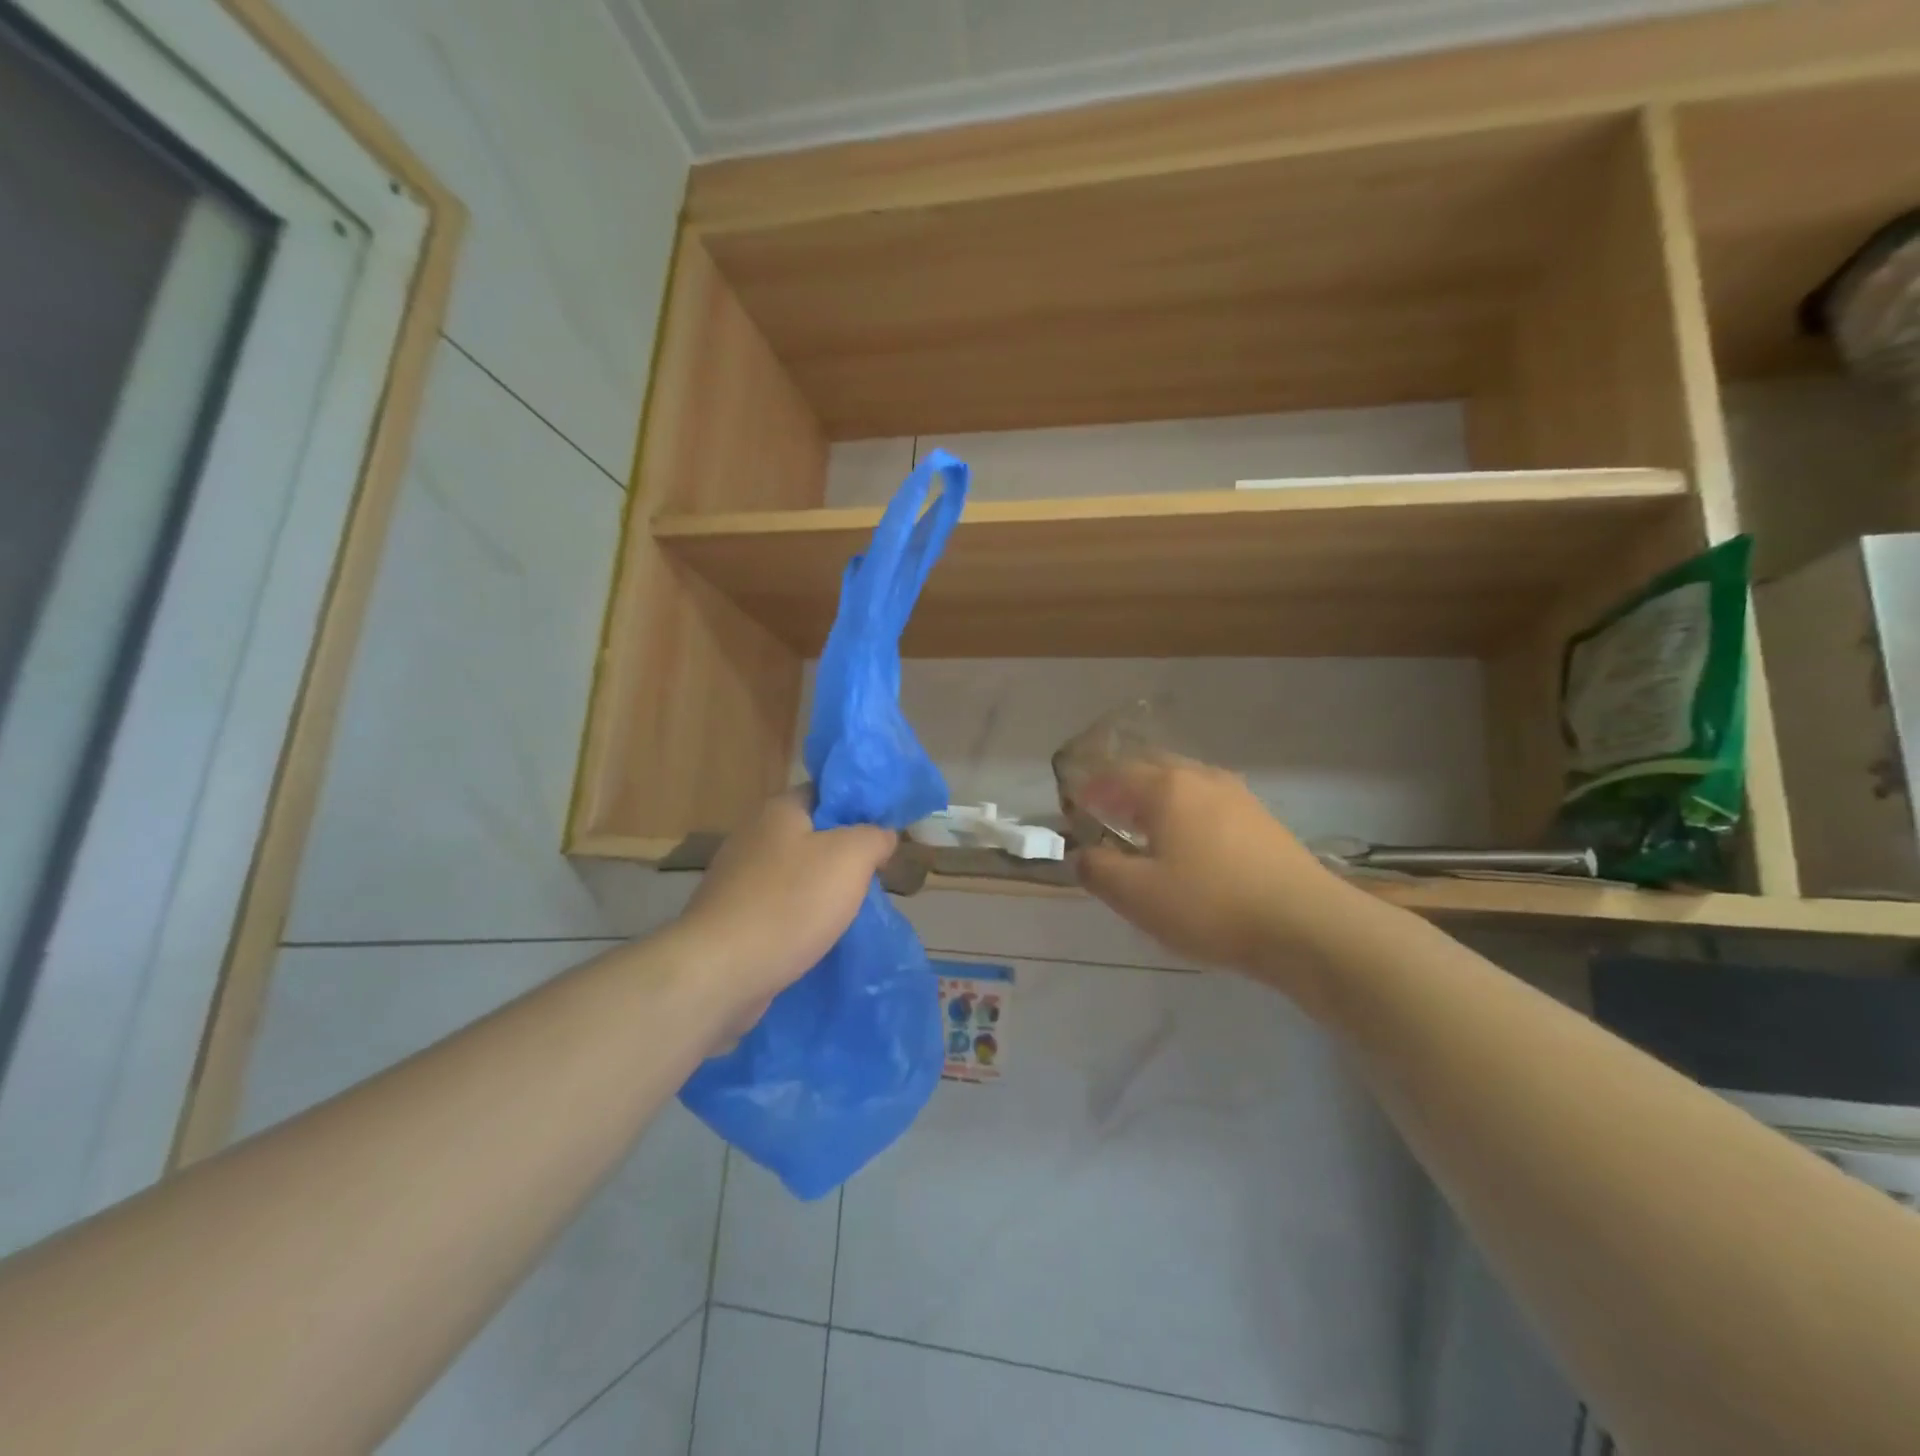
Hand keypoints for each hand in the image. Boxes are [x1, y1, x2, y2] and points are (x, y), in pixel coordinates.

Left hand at [675, 789, 896, 1020]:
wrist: (720, 972)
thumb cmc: (790, 904)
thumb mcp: (851, 857)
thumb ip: (875, 836)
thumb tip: (882, 834)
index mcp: (780, 810)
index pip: (828, 792)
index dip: (861, 807)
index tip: (888, 832)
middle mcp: (754, 835)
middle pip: (814, 834)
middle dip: (847, 854)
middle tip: (878, 874)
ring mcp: (739, 877)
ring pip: (799, 873)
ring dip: (826, 889)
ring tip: (857, 908)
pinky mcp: (734, 916)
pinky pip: (781, 906)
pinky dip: (803, 917)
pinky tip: (822, 935)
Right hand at [1074, 756, 1350, 992]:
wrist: (1307, 926)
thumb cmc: (1211, 905)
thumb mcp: (1137, 895)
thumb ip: (1098, 870)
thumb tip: (1083, 855)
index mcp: (1168, 787)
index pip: (1117, 774)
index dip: (1090, 788)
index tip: (1073, 805)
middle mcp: (1204, 780)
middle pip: (1153, 770)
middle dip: (1124, 787)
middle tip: (1105, 811)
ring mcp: (1239, 798)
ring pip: (1186, 786)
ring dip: (1157, 800)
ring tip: (1143, 829)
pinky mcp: (1264, 822)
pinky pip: (1210, 806)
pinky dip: (1186, 815)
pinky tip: (1189, 846)